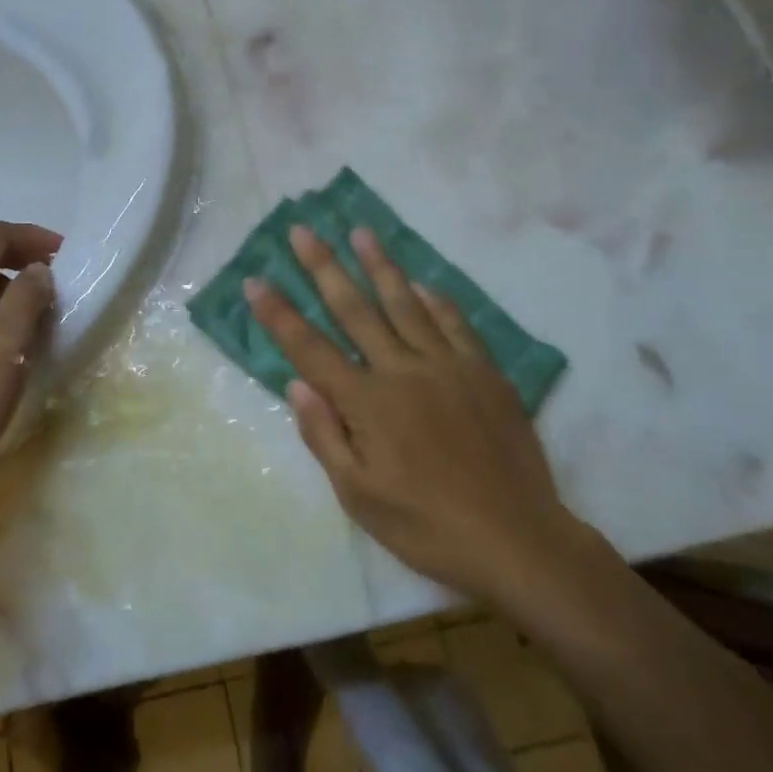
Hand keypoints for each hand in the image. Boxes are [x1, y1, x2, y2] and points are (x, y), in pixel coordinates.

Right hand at [246, 225, 588, 601]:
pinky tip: (421, 283)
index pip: (310, 349)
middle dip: (323, 267)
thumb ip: (325, 436)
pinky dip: (435, 300)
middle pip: (354, 309)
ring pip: (405, 304)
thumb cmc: (427, 527)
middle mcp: (402, 371)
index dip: (279, 314)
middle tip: (302, 231)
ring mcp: (447, 366)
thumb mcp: (360, 496)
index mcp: (367, 403)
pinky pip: (455, 323)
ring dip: (379, 265)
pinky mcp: (484, 372)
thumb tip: (297, 384)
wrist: (517, 540)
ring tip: (360, 232)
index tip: (255, 281)